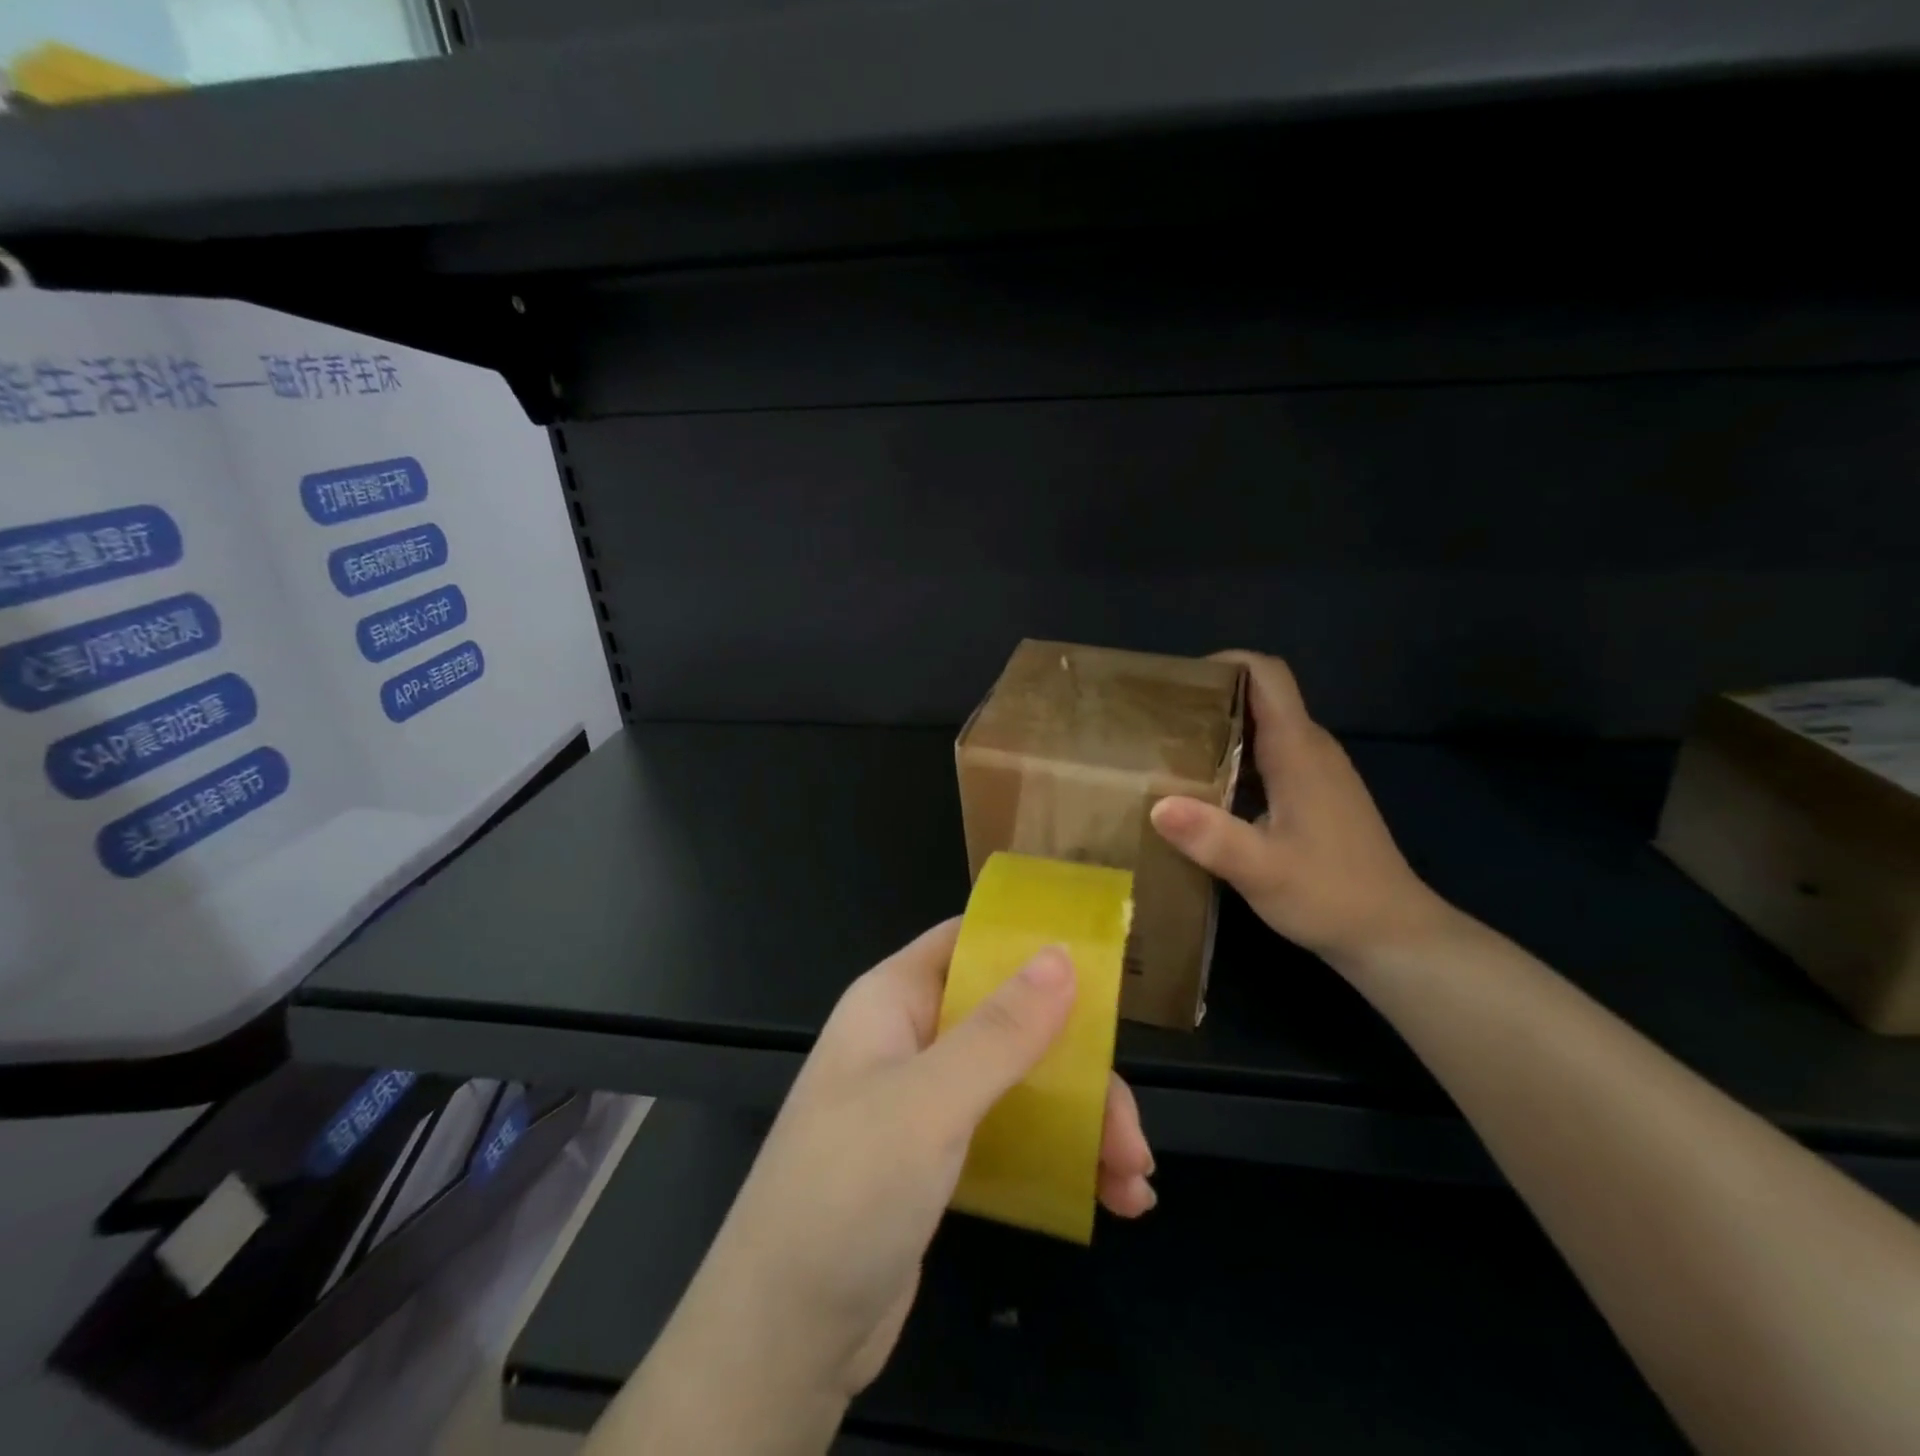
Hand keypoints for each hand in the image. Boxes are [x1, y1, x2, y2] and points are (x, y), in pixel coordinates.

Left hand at [679, 920, 1154, 1405]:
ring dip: (1081, 1122)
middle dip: (1077, 1067)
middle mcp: (910, 1040)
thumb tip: (1060, 954)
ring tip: (1134, 1178)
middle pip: (1009, 1021)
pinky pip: (1010, 1136)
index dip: (1029, 945)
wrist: (783, 1336)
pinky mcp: (937, 1161)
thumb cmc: (848, 1190)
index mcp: (893, 1000)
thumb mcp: (929, 1103)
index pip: (967, 943)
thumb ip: (1000, 1030)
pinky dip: (1059, 1160)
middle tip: (1131, 1127)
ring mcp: (923, 1102)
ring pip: (1018, 1083)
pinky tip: (1111, 1199)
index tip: (1101, 969)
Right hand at [1150, 651, 1449, 969]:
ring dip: (1221, 729)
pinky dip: (1236, 757)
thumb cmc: (1330, 896)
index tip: (1177, 683)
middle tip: (1158, 721)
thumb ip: (1211, 837)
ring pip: (1265, 727)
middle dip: (1210, 697)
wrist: (1394, 936)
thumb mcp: (1262, 871)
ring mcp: (1318, 772)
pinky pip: (1271, 756)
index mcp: (1298, 751)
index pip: (1267, 674)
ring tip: (1171, 751)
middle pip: (1261, 696)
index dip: (1225, 663)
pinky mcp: (1317, 795)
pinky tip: (1206, 789)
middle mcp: (1311, 749)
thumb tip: (1156, 805)